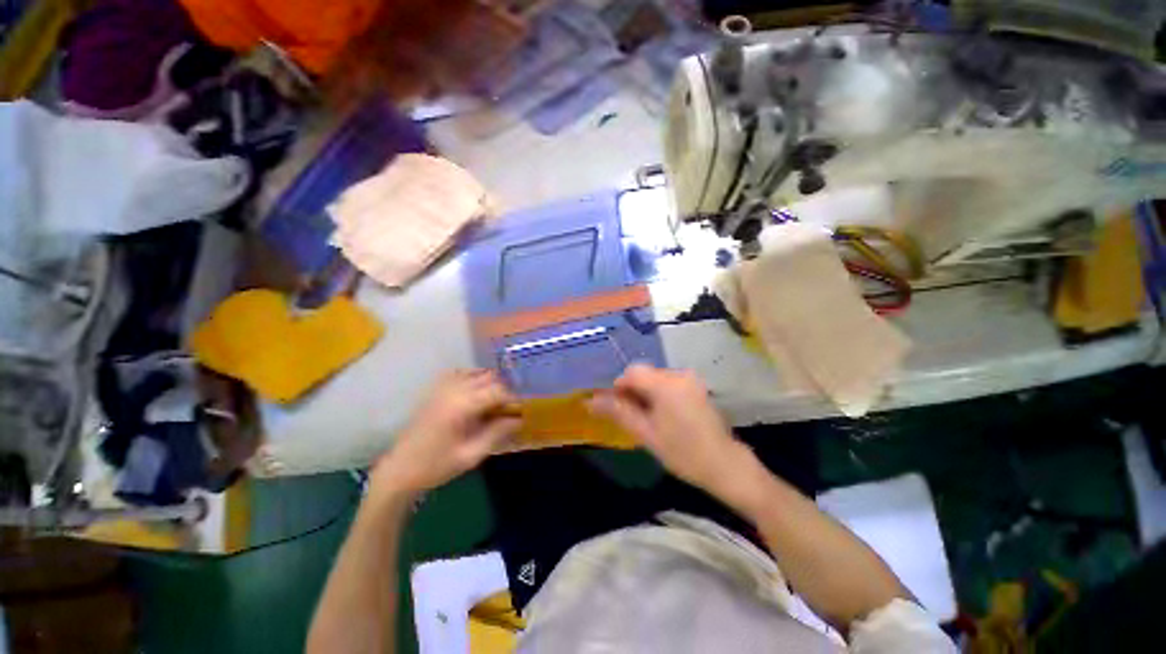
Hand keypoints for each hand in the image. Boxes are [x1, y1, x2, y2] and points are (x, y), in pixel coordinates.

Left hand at [372, 369, 519, 495]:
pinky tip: (476, 390)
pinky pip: (460, 373)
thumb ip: (496, 433)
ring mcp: (442, 388)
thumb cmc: (436, 466)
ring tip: (496, 400)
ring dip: (490, 382)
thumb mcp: (471, 455)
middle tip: (510, 406)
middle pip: (489, 377)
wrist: (400, 470)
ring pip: (476, 372)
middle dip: (504, 389)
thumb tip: (519, 419)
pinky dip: (473, 377)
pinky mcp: (435, 390)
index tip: (521, 409)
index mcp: (462, 406)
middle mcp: (453, 390)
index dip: (513, 398)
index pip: (497, 390)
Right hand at [587, 363, 749, 492]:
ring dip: (646, 392)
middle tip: (631, 416)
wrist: (725, 465)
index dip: (619, 386)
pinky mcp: (697, 386)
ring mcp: (690, 379)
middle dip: (633, 391)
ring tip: (647, 418)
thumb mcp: (645, 434)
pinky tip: (663, 415)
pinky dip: (659, 393)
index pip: (632, 372)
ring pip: (656, 378)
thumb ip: (618, 412)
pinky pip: (669, 383)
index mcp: (665, 384)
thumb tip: (590, 401)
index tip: (616, 407)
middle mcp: (679, 374)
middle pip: (644, 373)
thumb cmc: (682, 452)